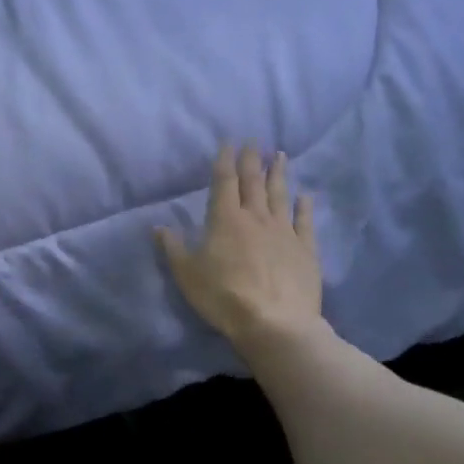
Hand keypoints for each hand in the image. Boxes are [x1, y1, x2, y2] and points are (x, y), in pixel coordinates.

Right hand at [156, 143, 326, 350]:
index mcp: (225, 219)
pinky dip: (304, 206)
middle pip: (253, 182)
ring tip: (280, 155)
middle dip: (252, 159)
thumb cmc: (223, 296)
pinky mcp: (305, 249)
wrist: (276, 324)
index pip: (224, 182)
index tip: (229, 141)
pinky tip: (305, 195)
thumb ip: (173, 248)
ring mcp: (284, 232)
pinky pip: (305, 221)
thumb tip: (158, 226)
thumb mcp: (187, 274)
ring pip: (280, 195)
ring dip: (278, 173)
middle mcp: (256, 217)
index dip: (225, 160)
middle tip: (254, 140)